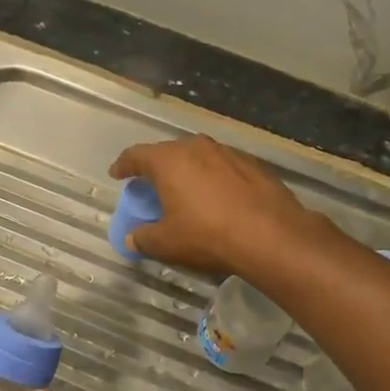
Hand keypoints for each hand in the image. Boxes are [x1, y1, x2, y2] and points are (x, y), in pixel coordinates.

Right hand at [109, 134, 319, 274]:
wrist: (271, 235)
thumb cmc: (207, 235)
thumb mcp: (167, 243)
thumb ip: (143, 238)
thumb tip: (132, 237)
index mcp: (168, 160)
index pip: (136, 155)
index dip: (124, 165)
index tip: (118, 174)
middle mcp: (196, 147)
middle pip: (167, 153)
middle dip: (156, 168)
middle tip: (151, 186)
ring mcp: (227, 153)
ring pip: (197, 157)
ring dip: (187, 172)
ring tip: (184, 192)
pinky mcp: (252, 164)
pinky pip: (222, 168)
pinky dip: (213, 179)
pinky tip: (217, 198)